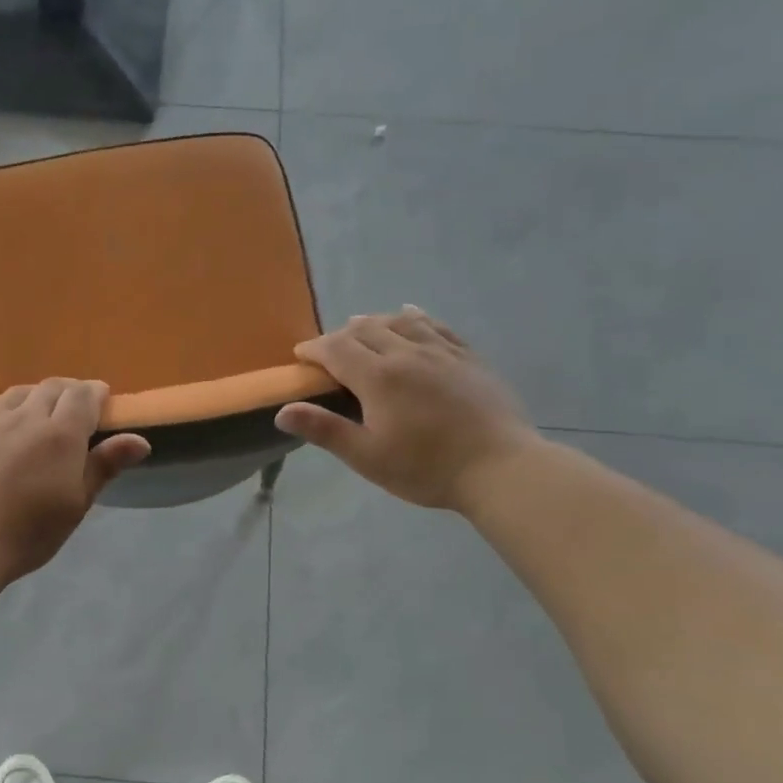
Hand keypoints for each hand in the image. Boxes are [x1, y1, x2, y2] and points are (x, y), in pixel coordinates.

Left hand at [0, 379, 150, 581]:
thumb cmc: (29, 532)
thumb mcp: (76, 504)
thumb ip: (105, 465)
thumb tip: (141, 440)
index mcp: (61, 434)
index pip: (83, 395)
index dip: (96, 393)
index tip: (102, 401)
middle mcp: (26, 416)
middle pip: (53, 387)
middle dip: (70, 392)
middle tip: (76, 410)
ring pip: (21, 391)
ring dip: (38, 396)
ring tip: (41, 414)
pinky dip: (9, 405)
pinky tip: (7, 423)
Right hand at [274, 308, 539, 511]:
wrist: (500, 468)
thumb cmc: (426, 468)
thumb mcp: (367, 457)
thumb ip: (324, 430)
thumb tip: (282, 410)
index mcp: (378, 377)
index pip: (336, 348)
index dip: (314, 349)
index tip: (301, 356)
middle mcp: (407, 353)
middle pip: (365, 329)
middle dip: (340, 336)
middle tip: (329, 352)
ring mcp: (441, 352)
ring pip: (400, 321)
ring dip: (374, 322)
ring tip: (363, 330)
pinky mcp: (468, 357)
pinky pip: (436, 325)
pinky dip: (415, 316)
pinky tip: (409, 314)